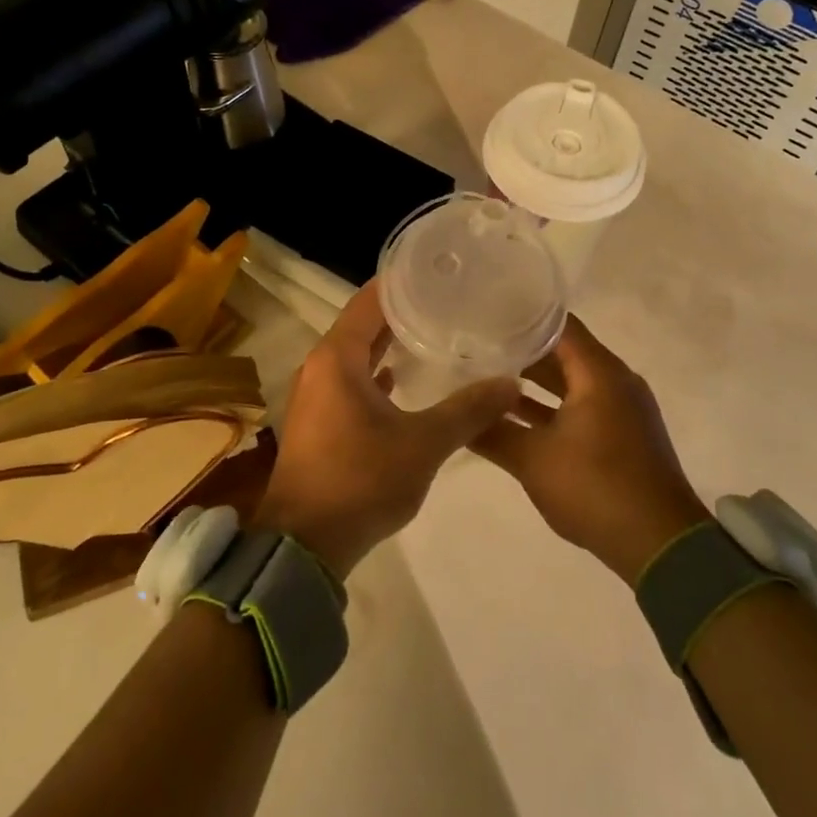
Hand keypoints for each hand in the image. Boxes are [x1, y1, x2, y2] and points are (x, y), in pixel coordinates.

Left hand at [253, 280, 518, 578]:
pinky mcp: (318, 421)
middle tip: (445, 301)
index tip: (437, 272)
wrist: (305, 545)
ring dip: (388, 345)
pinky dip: (375, 375)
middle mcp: (320, 367)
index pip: (370, 301)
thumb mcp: (422, 444)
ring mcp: (315, 395)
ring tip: (432, 334)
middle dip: (401, 312)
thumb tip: (511, 383)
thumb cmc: (360, 481)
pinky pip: (349, 382)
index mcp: (337, 358)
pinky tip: (402, 381)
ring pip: (355, 356)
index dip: (402, 283)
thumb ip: (467, 410)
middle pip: (362, 325)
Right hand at [476, 316, 708, 585]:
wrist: (661, 546)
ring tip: (488, 380)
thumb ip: (492, 432)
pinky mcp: (624, 434)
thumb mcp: (533, 460)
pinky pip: (583, 405)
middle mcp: (616, 381)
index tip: (485, 318)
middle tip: (478, 348)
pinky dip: (553, 406)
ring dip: (535, 382)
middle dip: (522, 351)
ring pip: (572, 381)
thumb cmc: (596, 488)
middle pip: (564, 351)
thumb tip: (458, 415)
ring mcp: (623, 408)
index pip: (557, 325)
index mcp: (600, 373)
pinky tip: (517, 417)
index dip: (520, 319)